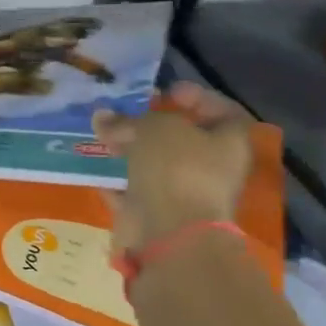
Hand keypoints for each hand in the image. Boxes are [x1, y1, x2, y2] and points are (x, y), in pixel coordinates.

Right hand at [94, 81, 252, 254]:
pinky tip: (97, 169)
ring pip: (157, 166)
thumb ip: (129, 120)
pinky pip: (136, 192)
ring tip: (105, 138)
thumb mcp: (154, 129)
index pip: (222, 111)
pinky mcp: (158, 216)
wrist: (170, 234)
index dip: (197, 97)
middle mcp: (213, 169)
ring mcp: (185, 195)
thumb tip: (102, 116)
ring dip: (132, 153)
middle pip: (184, 140)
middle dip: (152, 126)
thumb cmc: (177, 170)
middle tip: (124, 115)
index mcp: (229, 143)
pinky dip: (118, 182)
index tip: (168, 92)